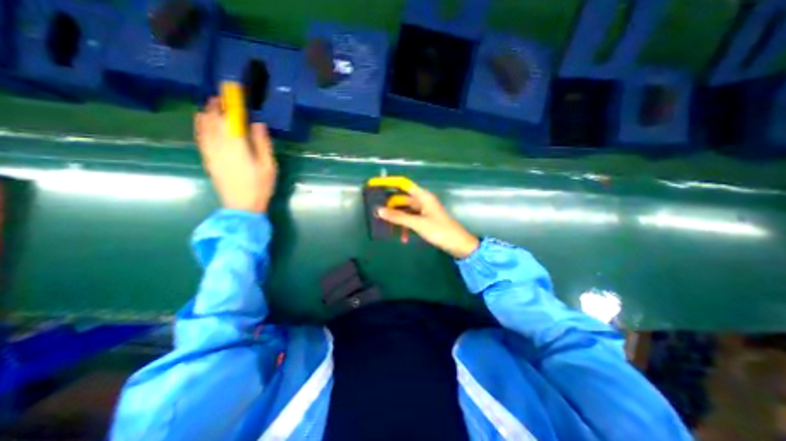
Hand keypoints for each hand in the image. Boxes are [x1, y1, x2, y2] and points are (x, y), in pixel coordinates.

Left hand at [195, 97, 277, 212]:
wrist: (241, 206)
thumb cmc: (260, 186)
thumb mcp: (268, 165)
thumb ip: (262, 143)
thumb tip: (257, 124)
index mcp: (236, 145)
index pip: (231, 117)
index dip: (232, 103)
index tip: (233, 92)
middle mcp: (219, 144)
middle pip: (214, 119)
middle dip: (217, 106)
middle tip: (223, 97)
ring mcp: (210, 151)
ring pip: (203, 126)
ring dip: (207, 113)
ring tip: (212, 105)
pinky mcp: (207, 158)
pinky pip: (200, 136)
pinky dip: (200, 125)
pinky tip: (202, 121)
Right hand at [375, 184, 478, 257]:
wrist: (457, 244)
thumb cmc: (439, 230)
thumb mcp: (417, 224)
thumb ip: (398, 217)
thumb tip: (379, 210)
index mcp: (423, 197)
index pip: (404, 185)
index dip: (390, 184)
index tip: (376, 185)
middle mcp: (423, 201)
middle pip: (403, 200)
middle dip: (392, 208)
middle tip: (379, 215)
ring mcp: (424, 211)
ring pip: (406, 212)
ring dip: (399, 221)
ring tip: (390, 231)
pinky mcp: (425, 220)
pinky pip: (411, 220)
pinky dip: (406, 227)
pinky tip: (404, 238)